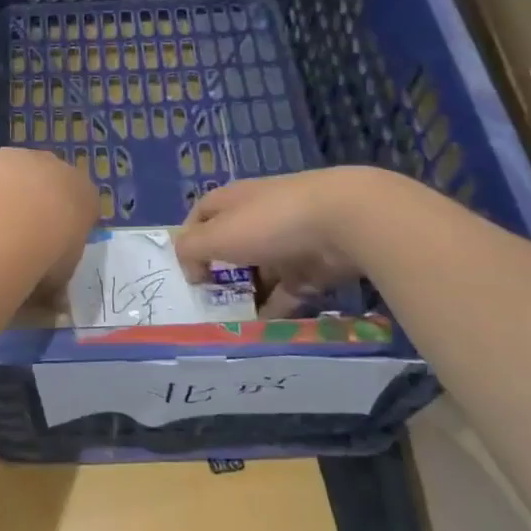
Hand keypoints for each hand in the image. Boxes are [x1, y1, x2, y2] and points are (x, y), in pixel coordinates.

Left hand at [0, 149, 100, 302]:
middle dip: (36, 206)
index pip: (82, 206)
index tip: (53, 252)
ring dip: (5, 196)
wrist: (10, 219)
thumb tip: (54, 306)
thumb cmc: (49, 252)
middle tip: (19, 240)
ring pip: (15, 176)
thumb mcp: (60, 277)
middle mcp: (55, 167)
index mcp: (84, 193)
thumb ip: (56, 285)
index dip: (66, 229)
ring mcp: (19, 158)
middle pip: (48, 184)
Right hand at [174, 170, 363, 313]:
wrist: (344, 221)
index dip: (190, 240)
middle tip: (208, 304)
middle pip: (231, 246)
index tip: (186, 272)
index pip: (202, 216)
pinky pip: (287, 291)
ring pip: (259, 272)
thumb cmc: (269, 222)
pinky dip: (275, 308)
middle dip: (219, 274)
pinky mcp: (313, 266)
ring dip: (247, 295)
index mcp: (232, 201)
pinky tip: (263, 329)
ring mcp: (286, 242)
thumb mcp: (217, 235)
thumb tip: (190, 269)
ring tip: (232, 323)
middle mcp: (258, 217)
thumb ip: (191, 250)